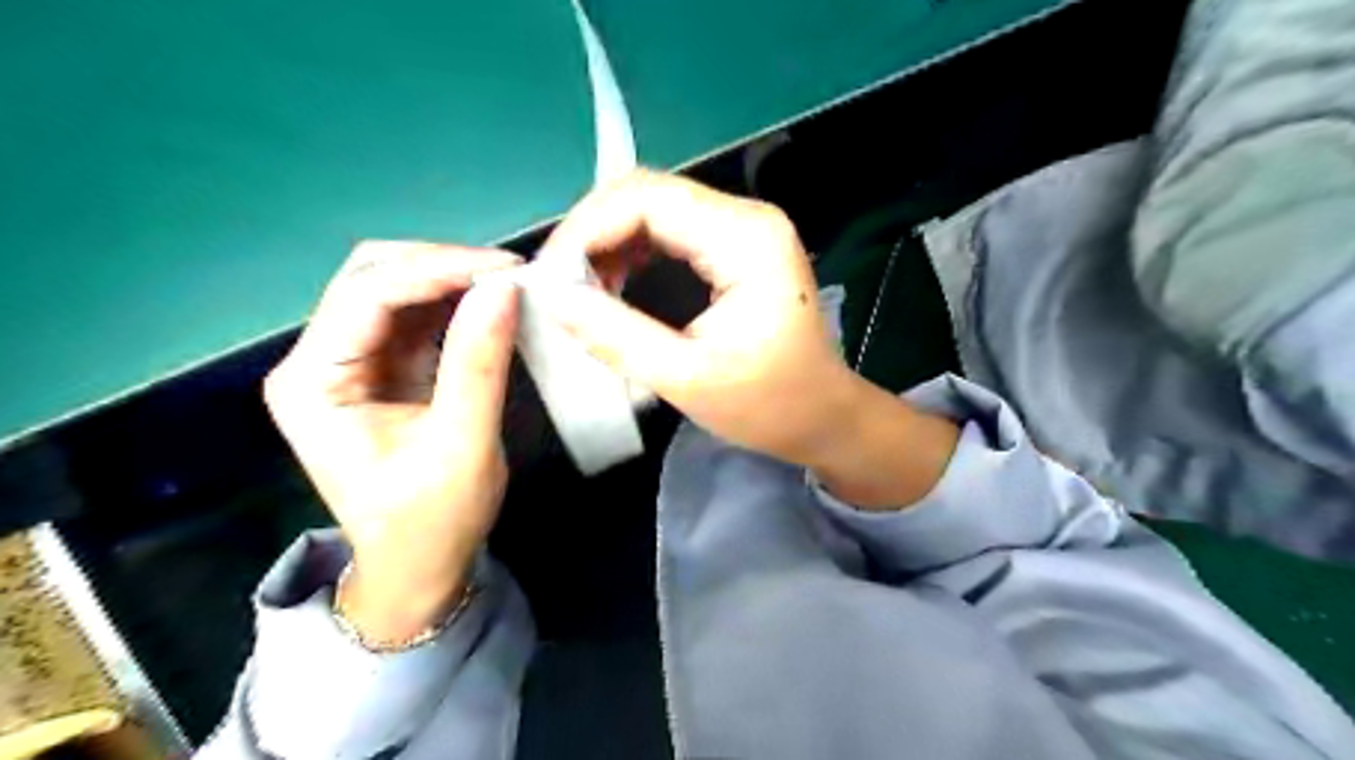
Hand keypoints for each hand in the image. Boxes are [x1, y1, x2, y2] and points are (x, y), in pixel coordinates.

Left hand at [261, 240, 519, 641]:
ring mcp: (350, 362)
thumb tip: (505, 288)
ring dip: (452, 282)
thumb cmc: (433, 521)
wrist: (420, 567)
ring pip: (397, 289)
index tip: (507, 270)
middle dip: (443, 267)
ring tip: (509, 287)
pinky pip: (417, 317)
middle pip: (373, 278)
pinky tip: (491, 306)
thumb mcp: (462, 445)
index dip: (438, 270)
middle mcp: (319, 360)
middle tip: (510, 277)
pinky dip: (456, 305)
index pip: (368, 294)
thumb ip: (479, 364)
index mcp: (313, 382)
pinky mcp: (383, 368)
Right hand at [536, 169, 861, 468]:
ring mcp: (744, 229)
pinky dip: (632, 255)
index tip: (550, 278)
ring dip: (609, 245)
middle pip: (647, 194)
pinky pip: (670, 233)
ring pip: (654, 211)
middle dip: (593, 235)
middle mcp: (746, 217)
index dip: (586, 228)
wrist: (825, 418)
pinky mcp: (736, 248)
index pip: (646, 198)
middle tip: (561, 287)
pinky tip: (613, 288)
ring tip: (583, 293)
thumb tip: (549, 297)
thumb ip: (615, 334)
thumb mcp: (687, 378)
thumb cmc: (769, 405)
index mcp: (745, 238)